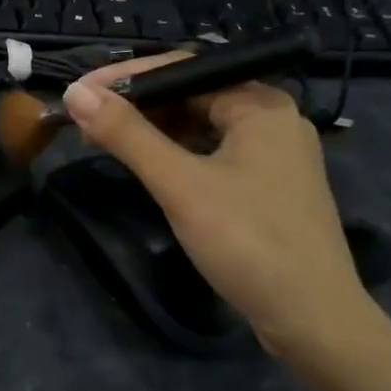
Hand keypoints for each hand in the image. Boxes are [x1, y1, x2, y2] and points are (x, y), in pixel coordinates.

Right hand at [63, 57, 372, 361]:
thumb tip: (76, 92)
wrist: (314, 321)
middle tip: (85, 121)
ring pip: (199, 125)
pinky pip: (210, 152)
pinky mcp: (266, 186)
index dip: (124, 77)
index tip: (79, 92)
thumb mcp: (180, 185)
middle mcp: (270, 118)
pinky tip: (146, 165)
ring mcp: (271, 154)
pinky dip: (174, 154)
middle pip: (190, 95)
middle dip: (136, 105)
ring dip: (151, 130)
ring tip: (104, 140)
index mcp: (260, 103)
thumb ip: (128, 135)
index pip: (182, 68)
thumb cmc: (248, 242)